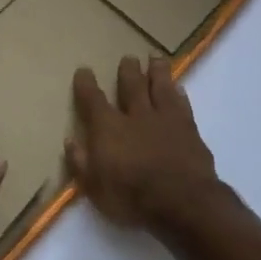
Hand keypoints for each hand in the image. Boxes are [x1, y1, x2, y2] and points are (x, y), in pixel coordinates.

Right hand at [66, 55, 219, 230]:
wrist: (183, 202)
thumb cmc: (132, 198)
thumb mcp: (95, 188)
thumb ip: (81, 163)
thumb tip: (70, 141)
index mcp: (109, 128)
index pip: (93, 100)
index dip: (86, 84)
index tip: (84, 70)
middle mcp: (137, 116)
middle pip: (132, 85)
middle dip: (128, 70)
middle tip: (128, 57)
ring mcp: (166, 120)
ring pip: (161, 87)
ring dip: (157, 71)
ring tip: (156, 58)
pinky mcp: (190, 129)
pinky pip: (183, 105)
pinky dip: (180, 95)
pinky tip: (180, 89)